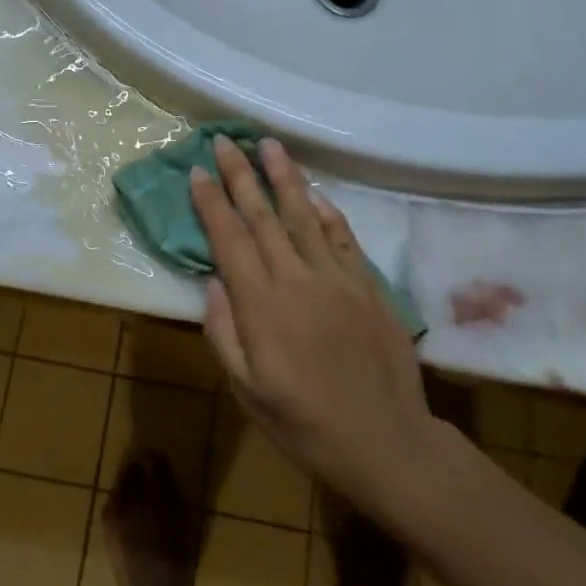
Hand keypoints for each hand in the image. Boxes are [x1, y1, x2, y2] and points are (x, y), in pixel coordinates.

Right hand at [191, 135, 442, 523]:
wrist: (387, 444)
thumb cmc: (306, 425)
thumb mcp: (248, 392)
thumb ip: (225, 333)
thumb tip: (215, 281)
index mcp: (262, 306)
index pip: (230, 240)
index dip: (212, 202)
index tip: (198, 171)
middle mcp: (297, 280)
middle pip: (263, 216)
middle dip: (241, 175)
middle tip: (226, 140)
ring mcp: (337, 279)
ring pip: (304, 215)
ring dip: (284, 177)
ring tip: (269, 145)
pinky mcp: (369, 286)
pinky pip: (343, 237)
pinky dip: (327, 210)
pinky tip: (314, 193)